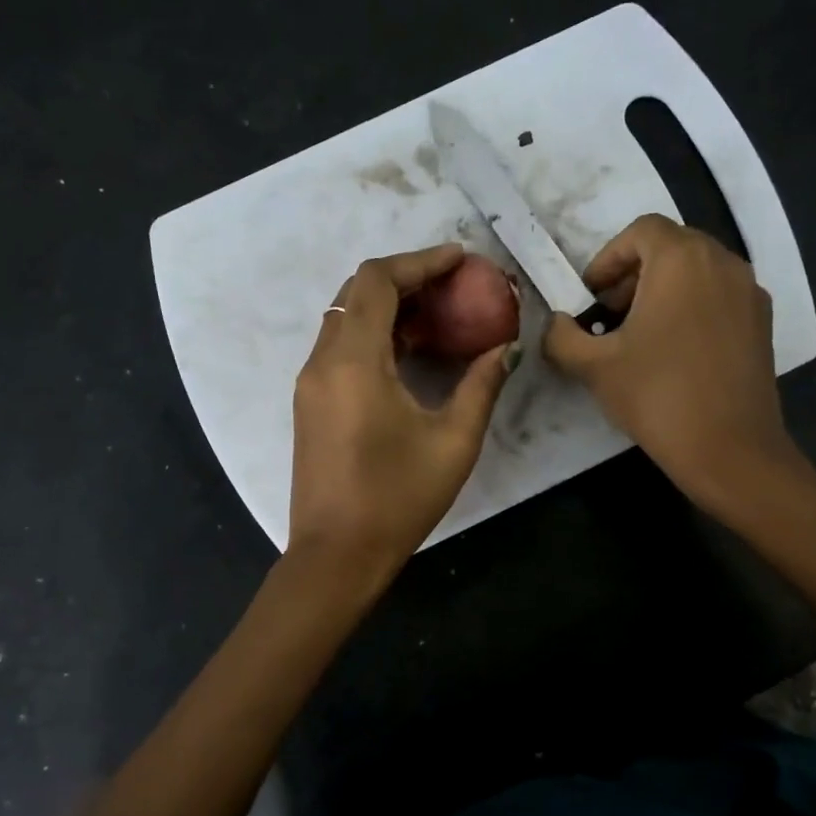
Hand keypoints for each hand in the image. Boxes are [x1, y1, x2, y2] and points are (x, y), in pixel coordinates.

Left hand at [289, 244, 515, 574]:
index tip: (460, 259)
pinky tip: (411, 351)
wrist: (336, 555)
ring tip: (440, 316)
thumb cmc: (397, 499)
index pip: (377, 281)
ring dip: (389, 306)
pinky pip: (341, 346)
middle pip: (357, 292)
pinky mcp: (310, 402)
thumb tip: (505, 348)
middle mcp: (323, 361)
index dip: (420, 261)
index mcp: (354, 361)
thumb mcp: (454, 442)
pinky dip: (375, 333)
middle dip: (406, 279)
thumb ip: (481, 385)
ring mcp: (310, 382)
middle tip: (454, 286)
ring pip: (346, 318)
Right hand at [544, 215, 805, 515]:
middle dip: (632, 275)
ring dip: (662, 291)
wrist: (729, 449)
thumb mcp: (594, 366)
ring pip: (697, 272)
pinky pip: (719, 296)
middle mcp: (723, 262)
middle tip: (609, 317)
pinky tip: (674, 353)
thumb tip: (556, 324)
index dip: (608, 259)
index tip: (591, 298)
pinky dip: (691, 308)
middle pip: (670, 247)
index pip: (640, 231)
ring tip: (639, 337)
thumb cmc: (657, 396)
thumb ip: (562, 336)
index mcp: (682, 259)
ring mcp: (750, 292)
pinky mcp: (763, 323)